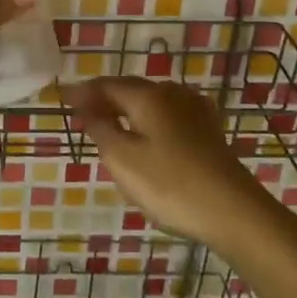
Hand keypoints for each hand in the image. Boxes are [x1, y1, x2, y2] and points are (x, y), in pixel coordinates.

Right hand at [65, 77, 266, 252]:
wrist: (234, 212)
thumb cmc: (170, 184)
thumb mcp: (122, 159)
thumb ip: (100, 128)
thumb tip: (85, 106)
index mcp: (148, 96)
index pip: (106, 85)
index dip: (82, 92)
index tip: (62, 99)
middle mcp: (172, 94)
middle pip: (130, 89)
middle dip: (104, 99)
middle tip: (82, 114)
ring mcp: (195, 111)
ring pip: (151, 101)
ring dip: (127, 109)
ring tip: (110, 124)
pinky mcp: (209, 131)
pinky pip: (169, 115)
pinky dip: (149, 119)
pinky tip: (149, 132)